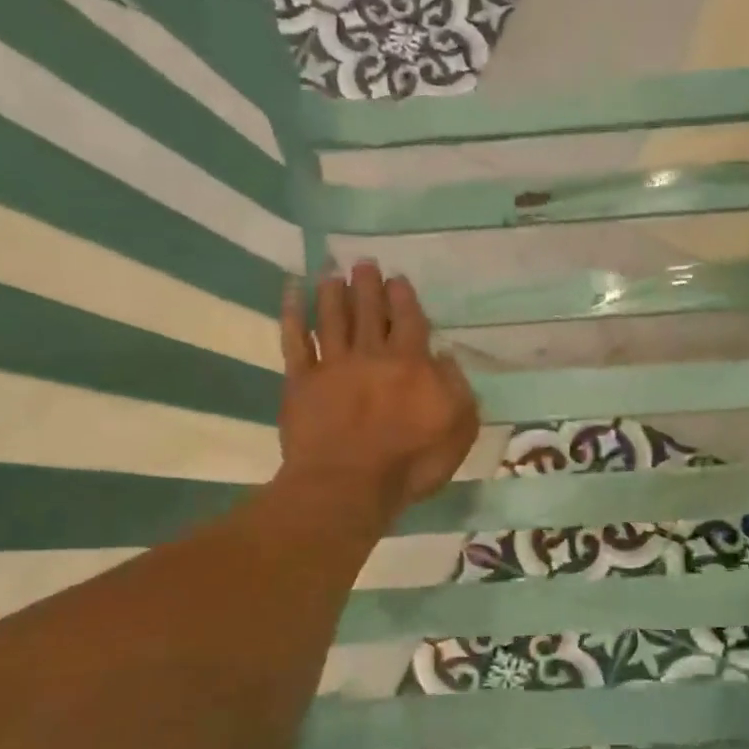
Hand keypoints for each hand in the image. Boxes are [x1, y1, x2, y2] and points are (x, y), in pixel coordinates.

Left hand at [277, 261, 479, 524]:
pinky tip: (290, 291)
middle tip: (363, 264)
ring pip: (332, 318)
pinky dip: (291, 313)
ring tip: (331, 271)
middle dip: (367, 285)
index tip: (397, 278)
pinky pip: (294, 340)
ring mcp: (332, 366)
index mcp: (411, 363)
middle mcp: (371, 354)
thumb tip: (444, 355)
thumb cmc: (410, 463)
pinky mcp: (300, 381)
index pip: (408, 319)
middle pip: (369, 311)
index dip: (403, 297)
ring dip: (332, 292)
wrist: (348, 485)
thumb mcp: (458, 428)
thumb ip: (457, 387)